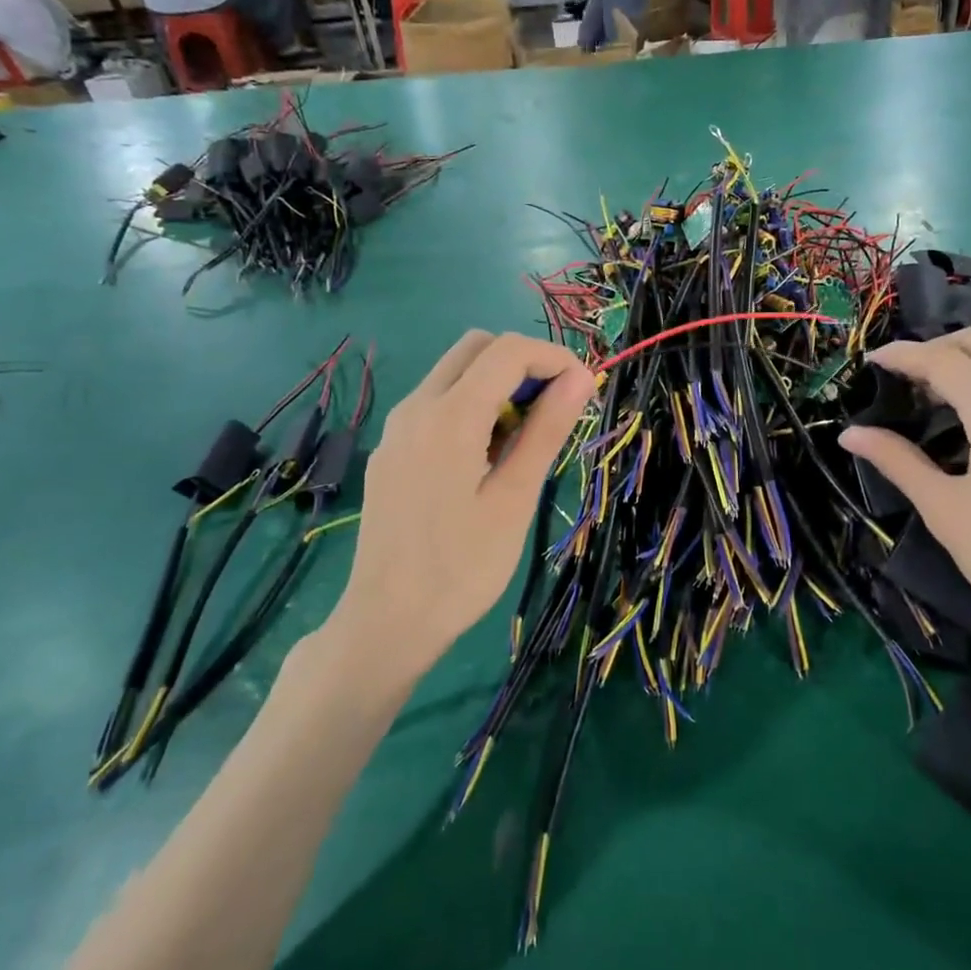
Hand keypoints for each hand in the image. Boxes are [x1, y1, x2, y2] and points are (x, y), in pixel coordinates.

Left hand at [326, 331, 594, 683]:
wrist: (386, 621)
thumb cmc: (462, 567)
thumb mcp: (515, 498)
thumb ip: (547, 429)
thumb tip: (581, 378)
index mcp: (449, 416)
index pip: (508, 351)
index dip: (554, 358)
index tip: (583, 390)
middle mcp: (416, 407)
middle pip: (476, 347)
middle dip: (524, 363)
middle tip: (554, 409)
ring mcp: (397, 427)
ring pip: (454, 372)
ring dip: (497, 383)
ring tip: (525, 438)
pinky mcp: (391, 449)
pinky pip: (436, 402)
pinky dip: (472, 404)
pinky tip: (487, 456)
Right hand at [839, 329, 970, 681]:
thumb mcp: (945, 510)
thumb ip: (897, 461)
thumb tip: (850, 434)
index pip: (943, 360)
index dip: (901, 355)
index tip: (868, 362)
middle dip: (932, 349)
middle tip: (897, 378)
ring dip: (960, 363)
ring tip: (925, 396)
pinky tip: (966, 414)